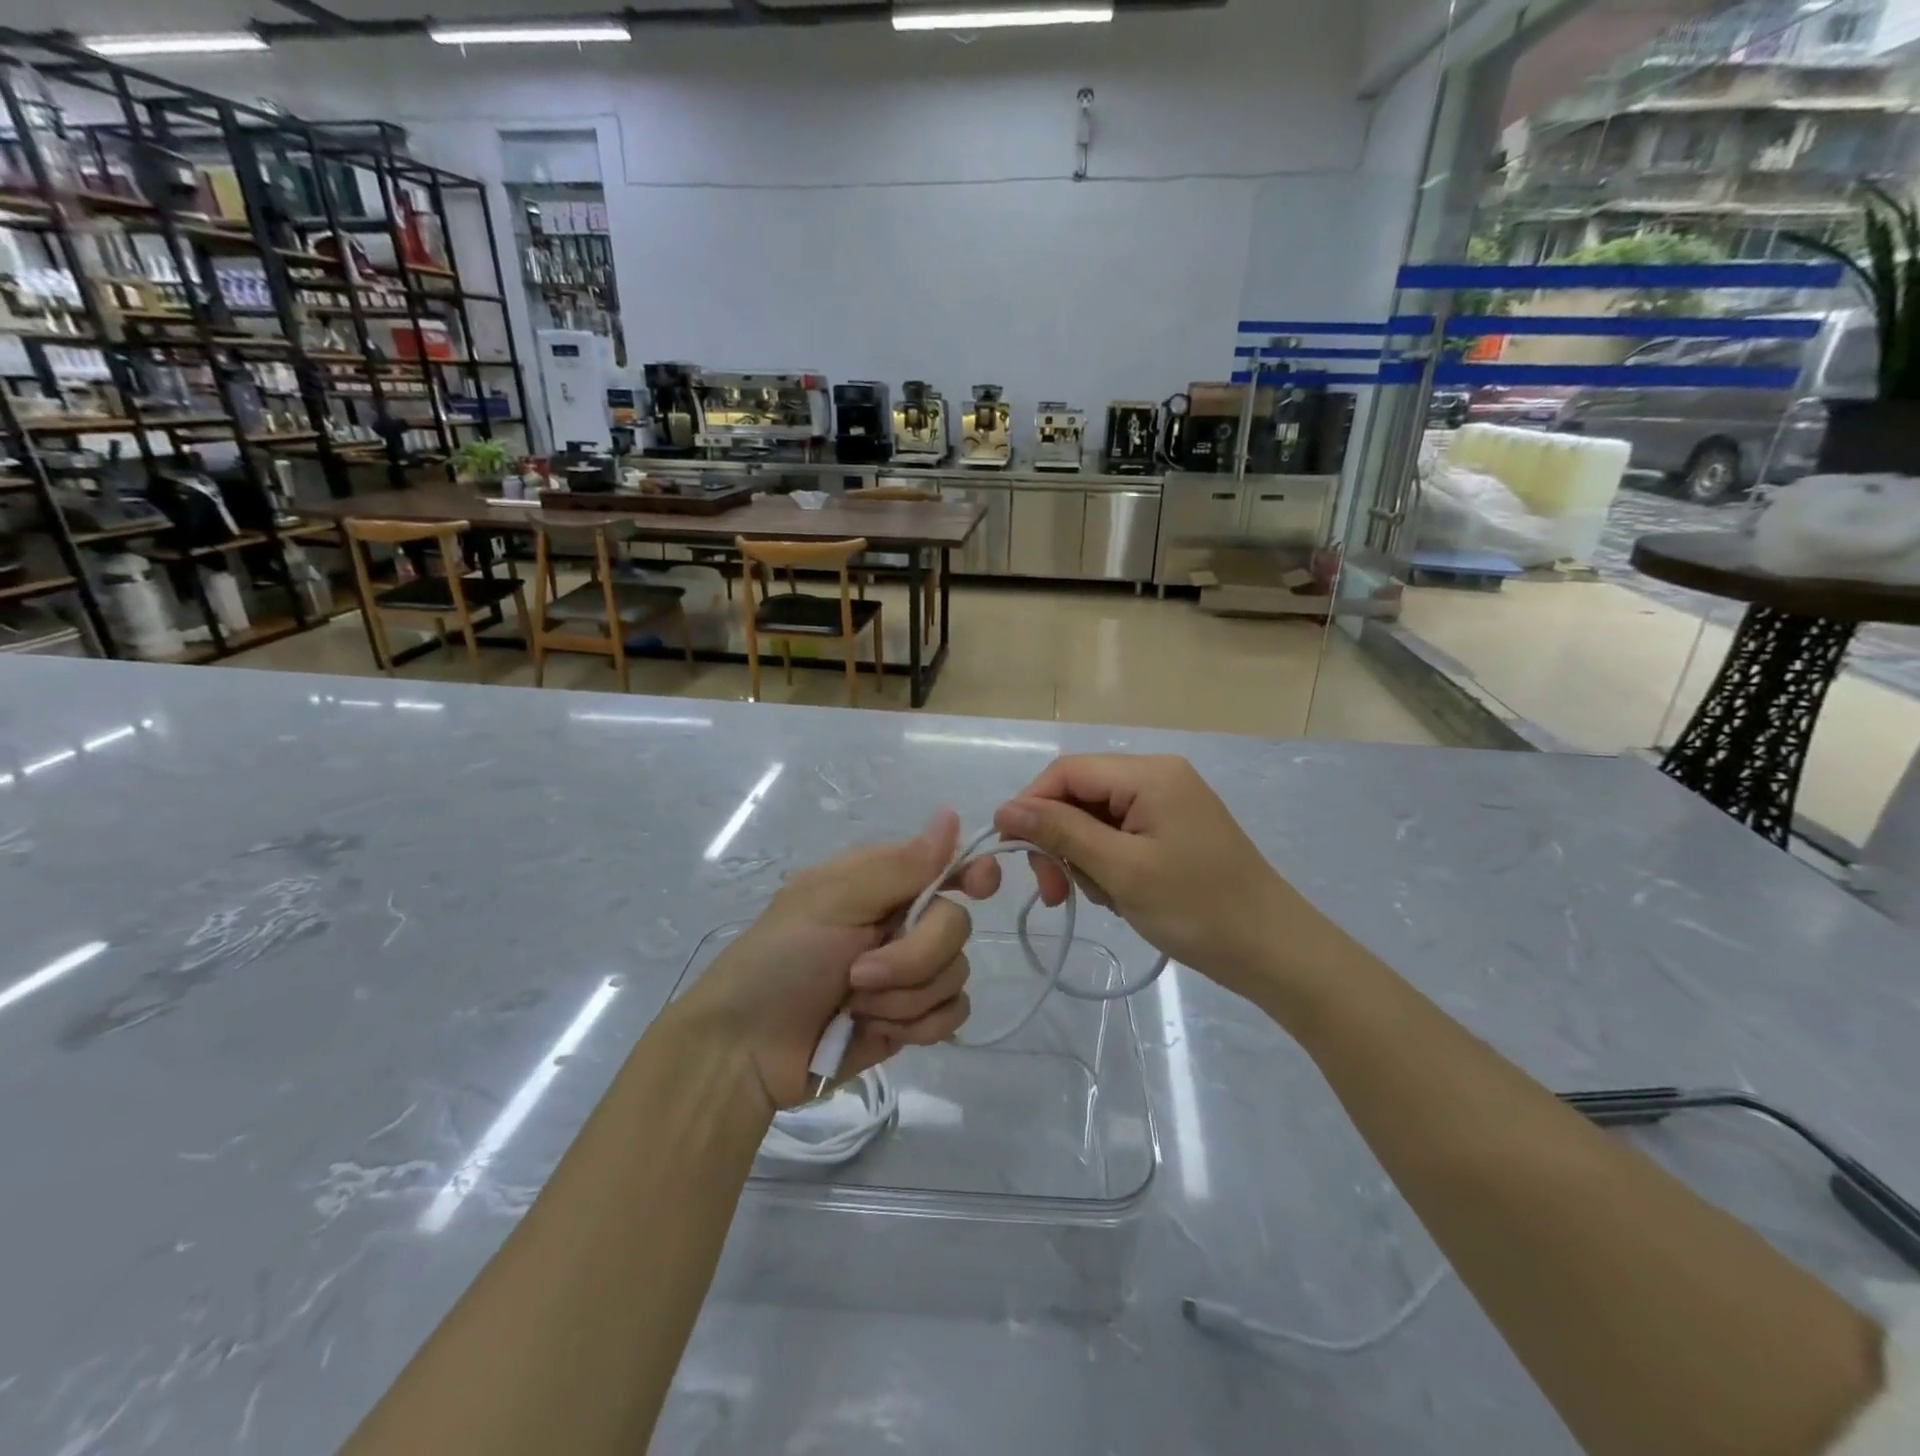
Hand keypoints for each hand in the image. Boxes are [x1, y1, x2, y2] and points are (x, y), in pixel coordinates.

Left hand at [683, 809, 1000, 1112]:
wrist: (747, 1051)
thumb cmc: (780, 961)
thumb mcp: (831, 901)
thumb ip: (899, 866)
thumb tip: (951, 815)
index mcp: (882, 883)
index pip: (946, 865)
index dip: (971, 873)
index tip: (978, 887)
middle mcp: (902, 921)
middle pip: (956, 927)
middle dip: (913, 958)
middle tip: (859, 973)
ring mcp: (909, 973)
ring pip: (957, 974)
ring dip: (905, 998)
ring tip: (855, 1006)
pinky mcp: (912, 1019)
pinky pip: (952, 1015)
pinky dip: (917, 1026)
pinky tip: (876, 1029)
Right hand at [993, 754, 1315, 999]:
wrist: (1275, 951)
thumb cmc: (1198, 909)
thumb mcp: (1121, 870)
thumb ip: (1061, 833)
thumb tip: (1005, 809)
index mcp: (1149, 774)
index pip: (1067, 772)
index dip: (1031, 806)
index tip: (1011, 853)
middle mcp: (1157, 776)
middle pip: (1079, 794)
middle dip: (1059, 840)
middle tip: (1055, 894)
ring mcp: (1167, 802)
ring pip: (1095, 818)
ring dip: (1082, 857)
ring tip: (1101, 899)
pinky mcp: (1173, 828)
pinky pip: (1119, 834)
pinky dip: (1106, 863)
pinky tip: (1118, 895)